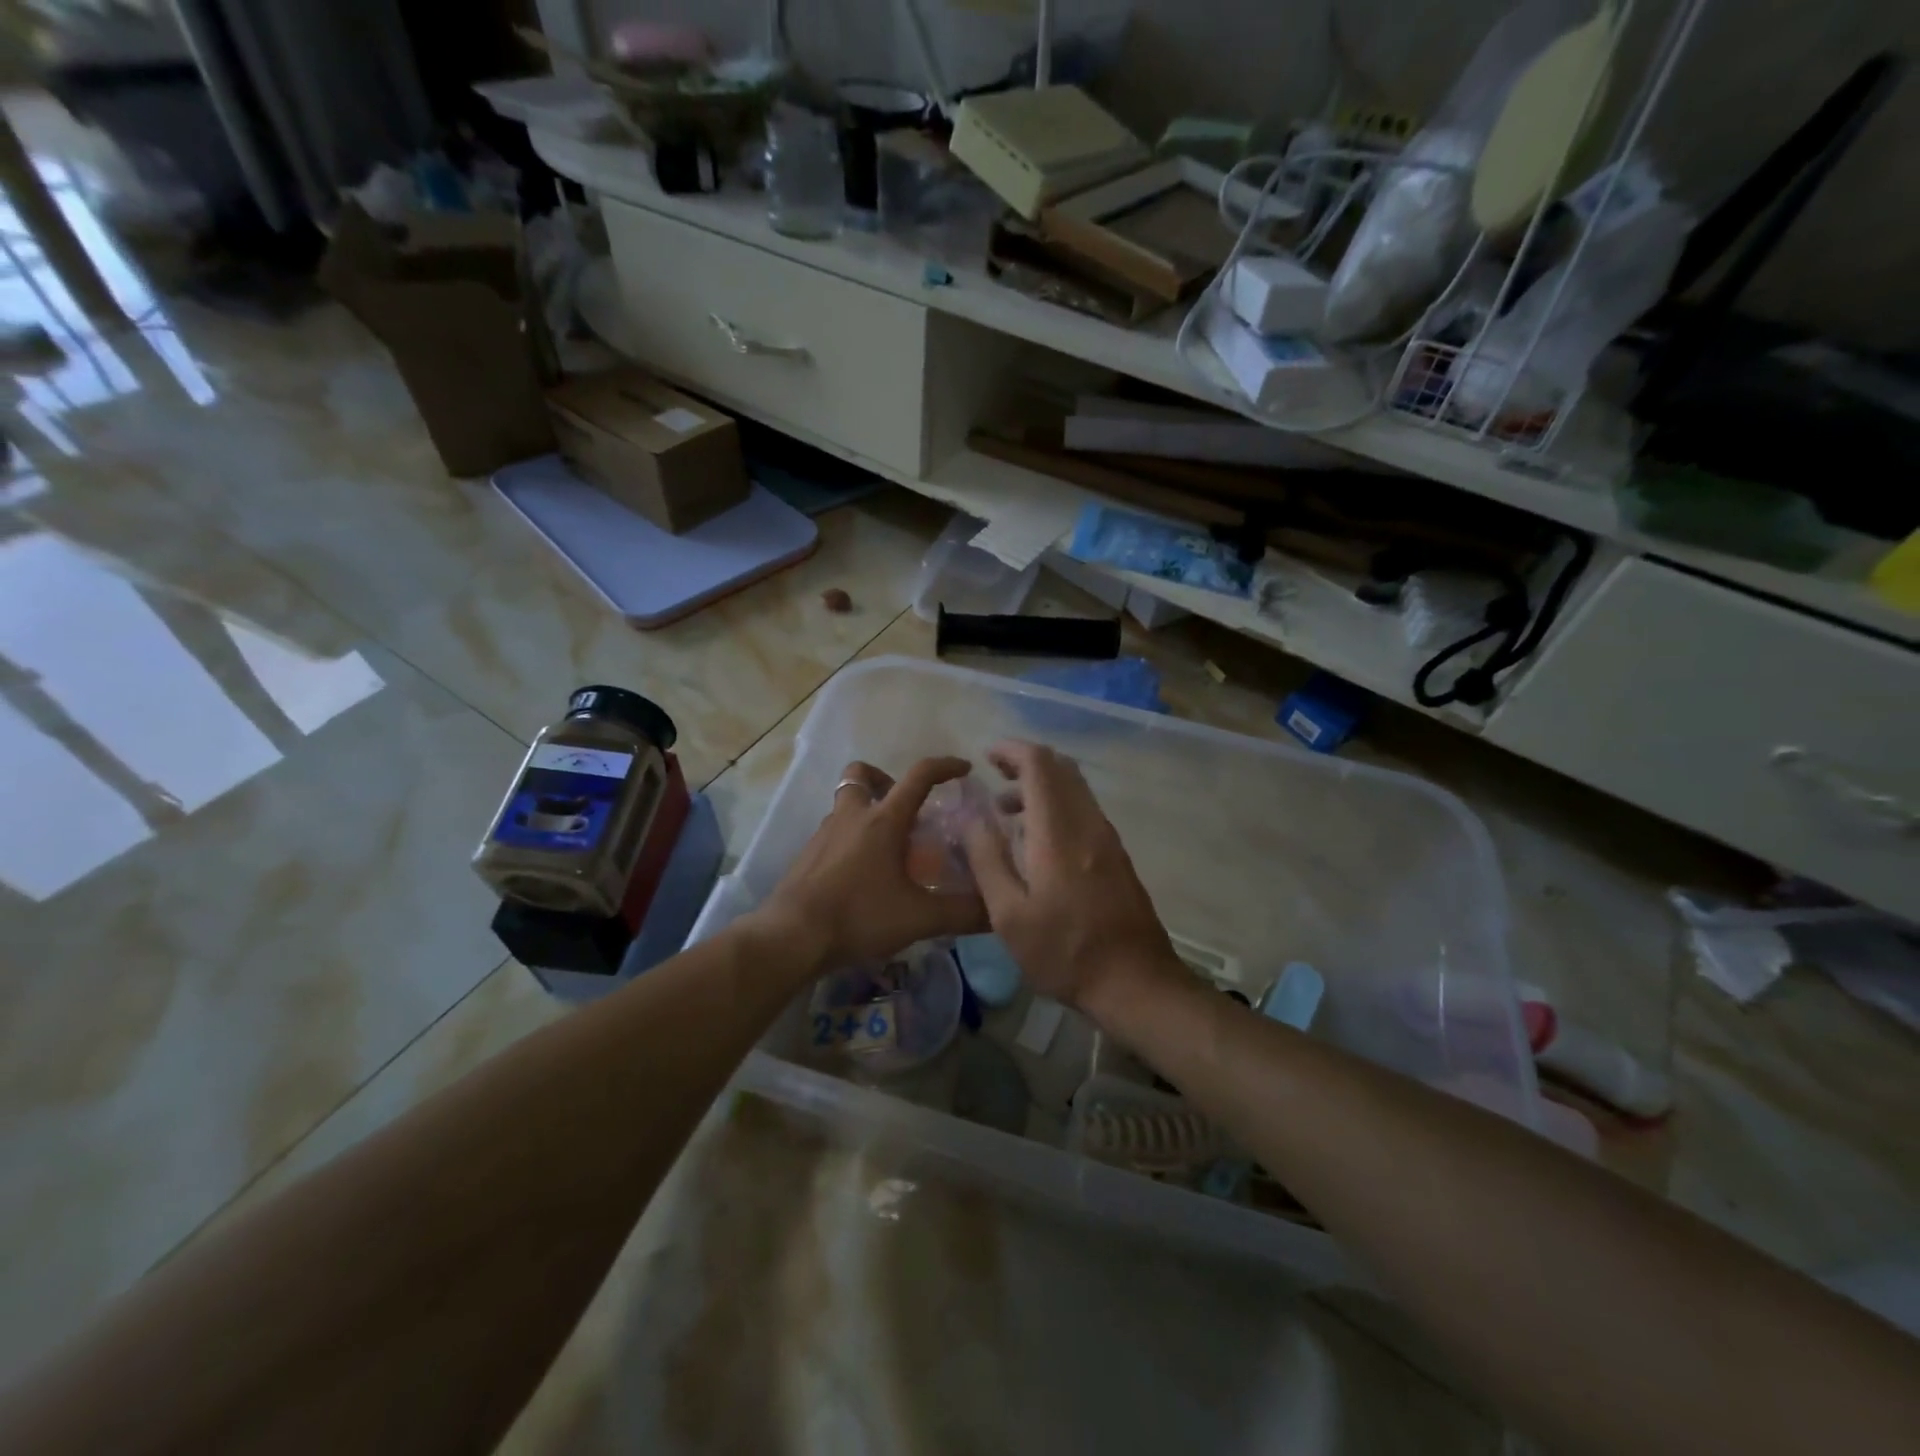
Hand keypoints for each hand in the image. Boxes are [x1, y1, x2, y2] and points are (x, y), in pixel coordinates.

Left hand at [751, 757, 988, 978]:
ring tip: (888, 849)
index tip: (964, 769)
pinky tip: (862, 875)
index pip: (919, 775)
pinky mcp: (807, 855)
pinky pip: (834, 832)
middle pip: (862, 775)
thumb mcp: (919, 918)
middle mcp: (852, 816)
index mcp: (883, 820)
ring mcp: (824, 833)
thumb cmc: (859, 915)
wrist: (791, 937)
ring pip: (846, 804)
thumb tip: (999, 911)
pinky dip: (851, 840)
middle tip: (906, 810)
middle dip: (886, 781)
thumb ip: (963, 913)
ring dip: (868, 812)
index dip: (945, 766)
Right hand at [960, 740, 1180, 1014]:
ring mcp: (1108, 839)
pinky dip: (1057, 806)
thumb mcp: (1008, 915)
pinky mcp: (1117, 855)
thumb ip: (987, 860)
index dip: (1012, 751)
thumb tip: (971, 818)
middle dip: (1026, 762)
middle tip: (994, 776)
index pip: (1039, 765)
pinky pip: (1084, 810)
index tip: (986, 757)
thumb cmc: (1064, 952)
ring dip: (1041, 786)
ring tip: (1006, 812)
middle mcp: (1088, 824)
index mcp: (1058, 832)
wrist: (1136, 983)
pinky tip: (1037, 840)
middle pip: (1061, 769)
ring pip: (1075, 789)